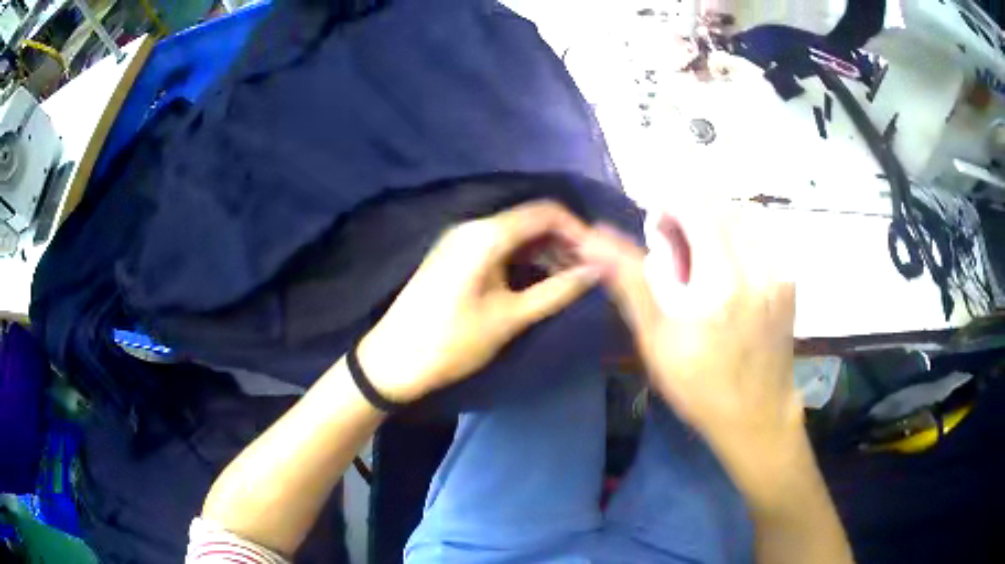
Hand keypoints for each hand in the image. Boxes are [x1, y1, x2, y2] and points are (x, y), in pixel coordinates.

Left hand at [357, 201, 601, 402]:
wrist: (393, 360)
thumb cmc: (453, 341)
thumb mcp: (510, 318)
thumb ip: (556, 291)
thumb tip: (596, 272)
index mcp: (486, 235)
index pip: (545, 212)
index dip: (578, 229)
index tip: (599, 256)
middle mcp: (473, 226)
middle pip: (530, 220)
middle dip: (563, 242)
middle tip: (588, 273)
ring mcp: (460, 240)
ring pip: (515, 234)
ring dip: (545, 252)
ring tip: (569, 281)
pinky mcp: (454, 255)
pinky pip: (498, 246)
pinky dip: (523, 259)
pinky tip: (539, 280)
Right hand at [581, 207, 804, 500]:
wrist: (757, 415)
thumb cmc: (700, 386)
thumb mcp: (656, 340)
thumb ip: (629, 281)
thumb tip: (592, 239)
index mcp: (719, 282)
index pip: (695, 205)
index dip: (669, 205)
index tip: (656, 230)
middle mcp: (756, 267)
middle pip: (720, 204)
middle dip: (691, 211)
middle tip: (677, 247)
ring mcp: (778, 272)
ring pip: (743, 216)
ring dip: (715, 222)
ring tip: (702, 257)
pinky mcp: (789, 281)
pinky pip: (760, 236)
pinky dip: (737, 238)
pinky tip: (728, 271)